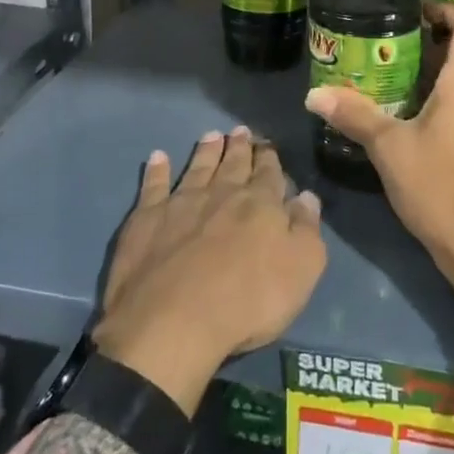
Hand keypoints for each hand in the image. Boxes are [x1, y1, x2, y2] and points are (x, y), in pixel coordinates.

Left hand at [93, 126, 325, 414]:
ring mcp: (181, 203)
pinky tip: (158, 157)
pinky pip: (153, 185)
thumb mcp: (300, 270)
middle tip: (240, 130)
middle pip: (233, 164)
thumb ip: (306, 229)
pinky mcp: (147, 218)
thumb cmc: (248, 302)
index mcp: (260, 204)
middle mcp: (221, 194)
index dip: (269, 158)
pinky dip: (157, 170)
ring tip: (211, 135)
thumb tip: (307, 196)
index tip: (267, 145)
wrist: (174, 322)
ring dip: (206, 151)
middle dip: (240, 147)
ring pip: (197, 167)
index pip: (269, 173)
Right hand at [304, 2, 453, 346]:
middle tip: (394, 49)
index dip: (447, 10)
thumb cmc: (441, 187)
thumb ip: (354, 115)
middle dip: (436, 42)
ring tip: (402, 83)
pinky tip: (423, 124)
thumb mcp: (390, 148)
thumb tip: (314, 94)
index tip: (415, 14)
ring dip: (444, 73)